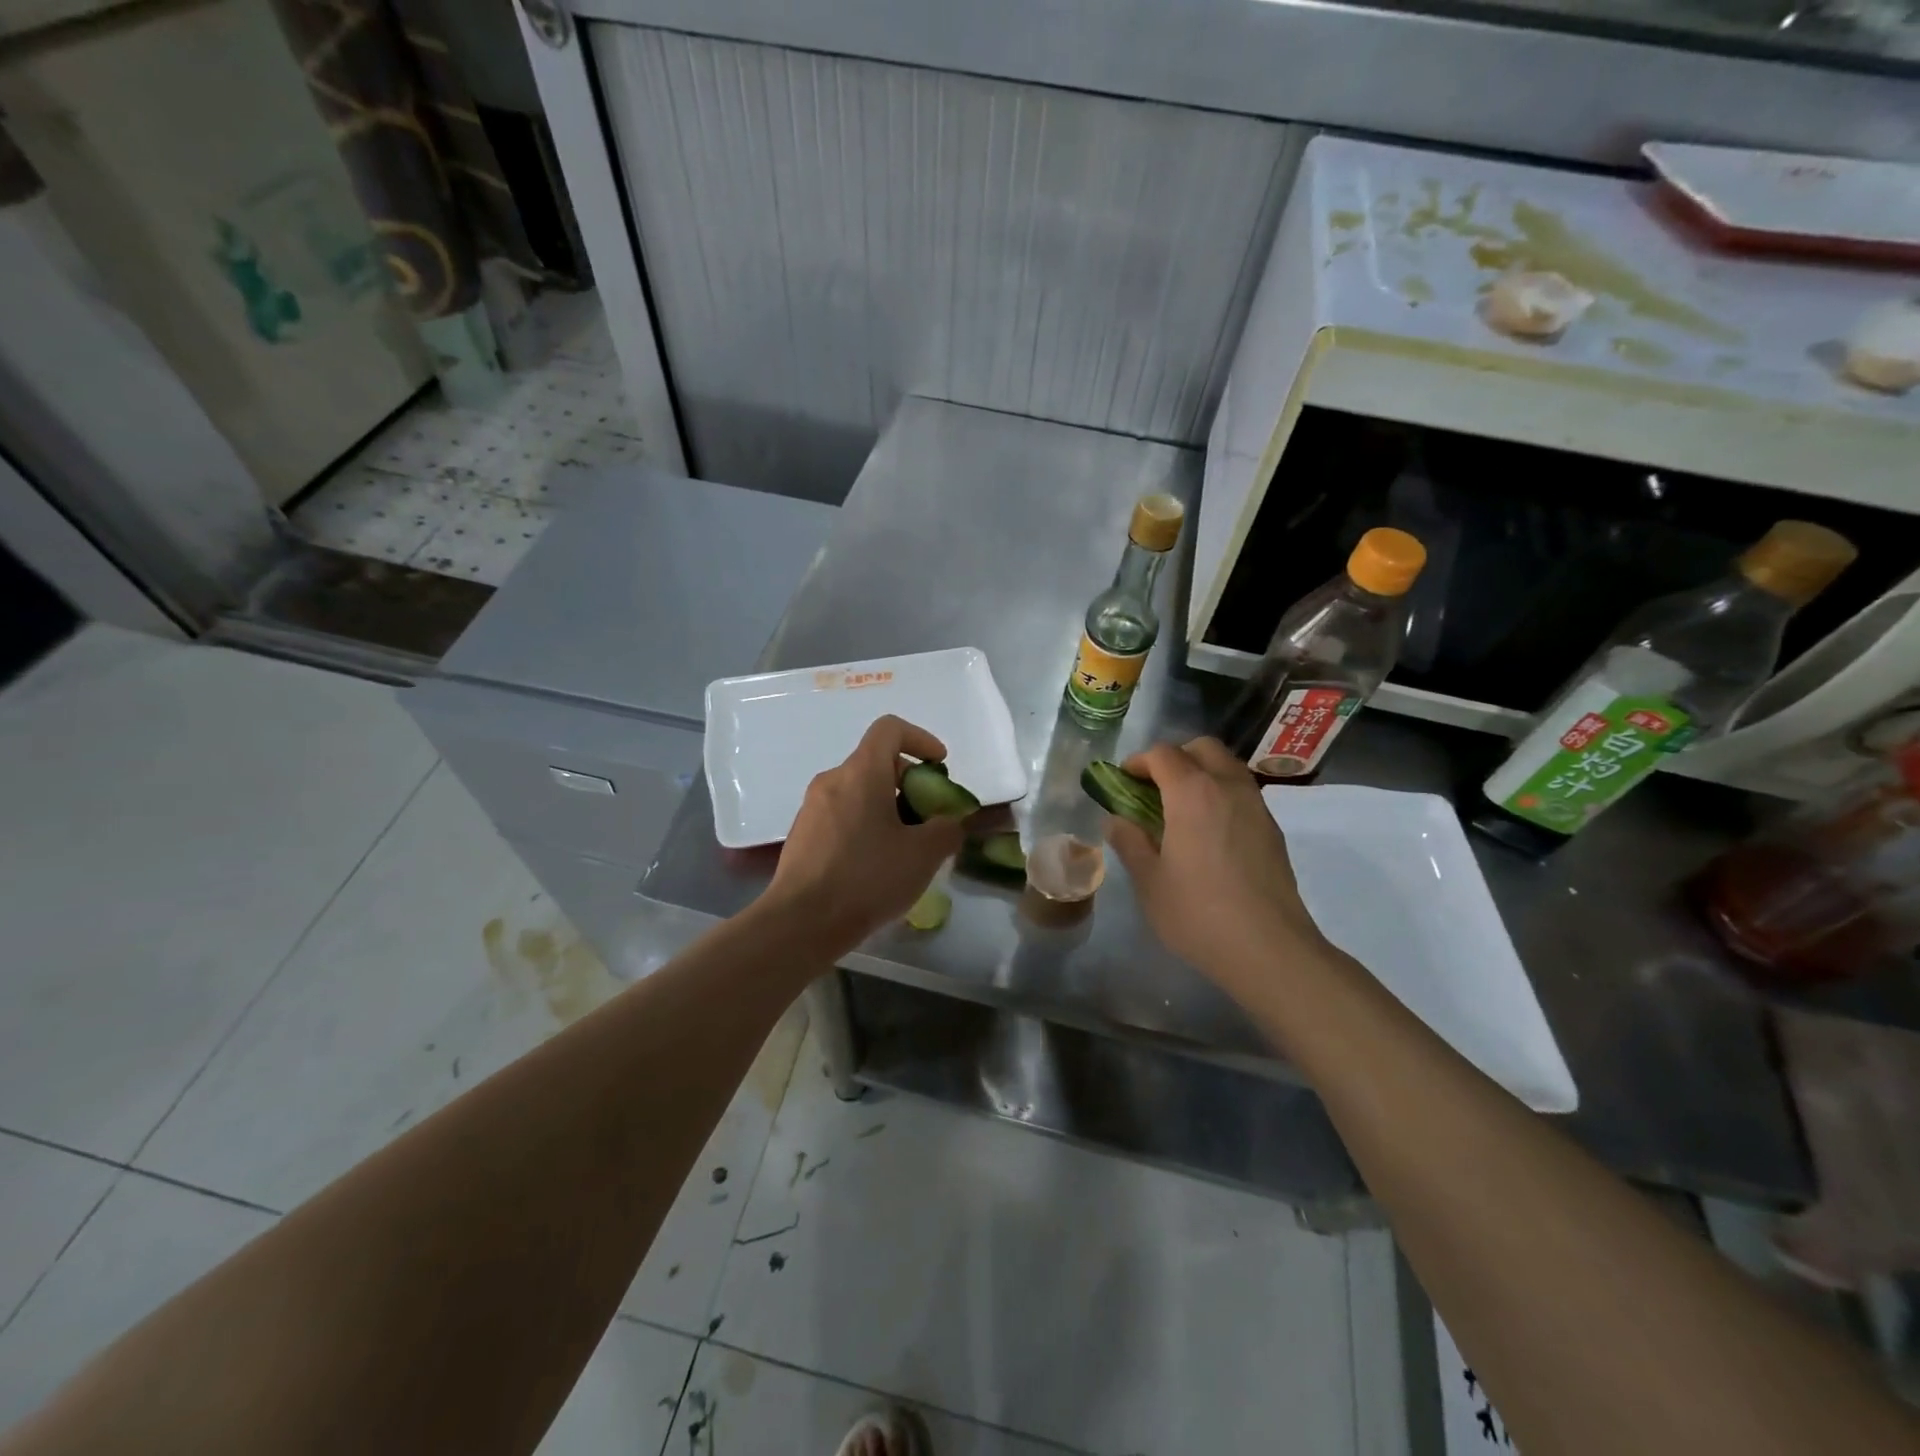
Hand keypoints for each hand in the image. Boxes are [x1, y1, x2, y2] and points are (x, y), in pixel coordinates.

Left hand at [760, 715, 965, 955]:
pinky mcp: (802, 835)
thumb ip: (947, 830)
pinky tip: (876, 865)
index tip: (939, 766)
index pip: (890, 729)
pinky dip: (865, 825)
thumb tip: (949, 823)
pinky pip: (842, 815)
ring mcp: (812, 808)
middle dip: (909, 783)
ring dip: (888, 807)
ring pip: (859, 791)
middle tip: (929, 818)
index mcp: (862, 773)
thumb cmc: (867, 878)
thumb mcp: (923, 855)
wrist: (802, 922)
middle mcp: (832, 780)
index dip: (920, 739)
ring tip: (906, 847)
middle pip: (876, 763)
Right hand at [1103, 737, 1329, 989]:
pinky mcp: (1272, 829)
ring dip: (1201, 773)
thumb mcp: (1149, 881)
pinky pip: (1242, 793)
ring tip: (1180, 811)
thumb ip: (1129, 841)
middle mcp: (1228, 787)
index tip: (1122, 783)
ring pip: (1227, 767)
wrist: (1269, 950)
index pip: (1162, 754)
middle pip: (1202, 748)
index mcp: (1192, 792)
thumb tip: (1116, 819)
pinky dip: (1221, 795)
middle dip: (1174, 758)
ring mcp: (1256, 806)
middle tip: (1154, 789)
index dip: (1137, 762)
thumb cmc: (1198, 913)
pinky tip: (1208, 834)